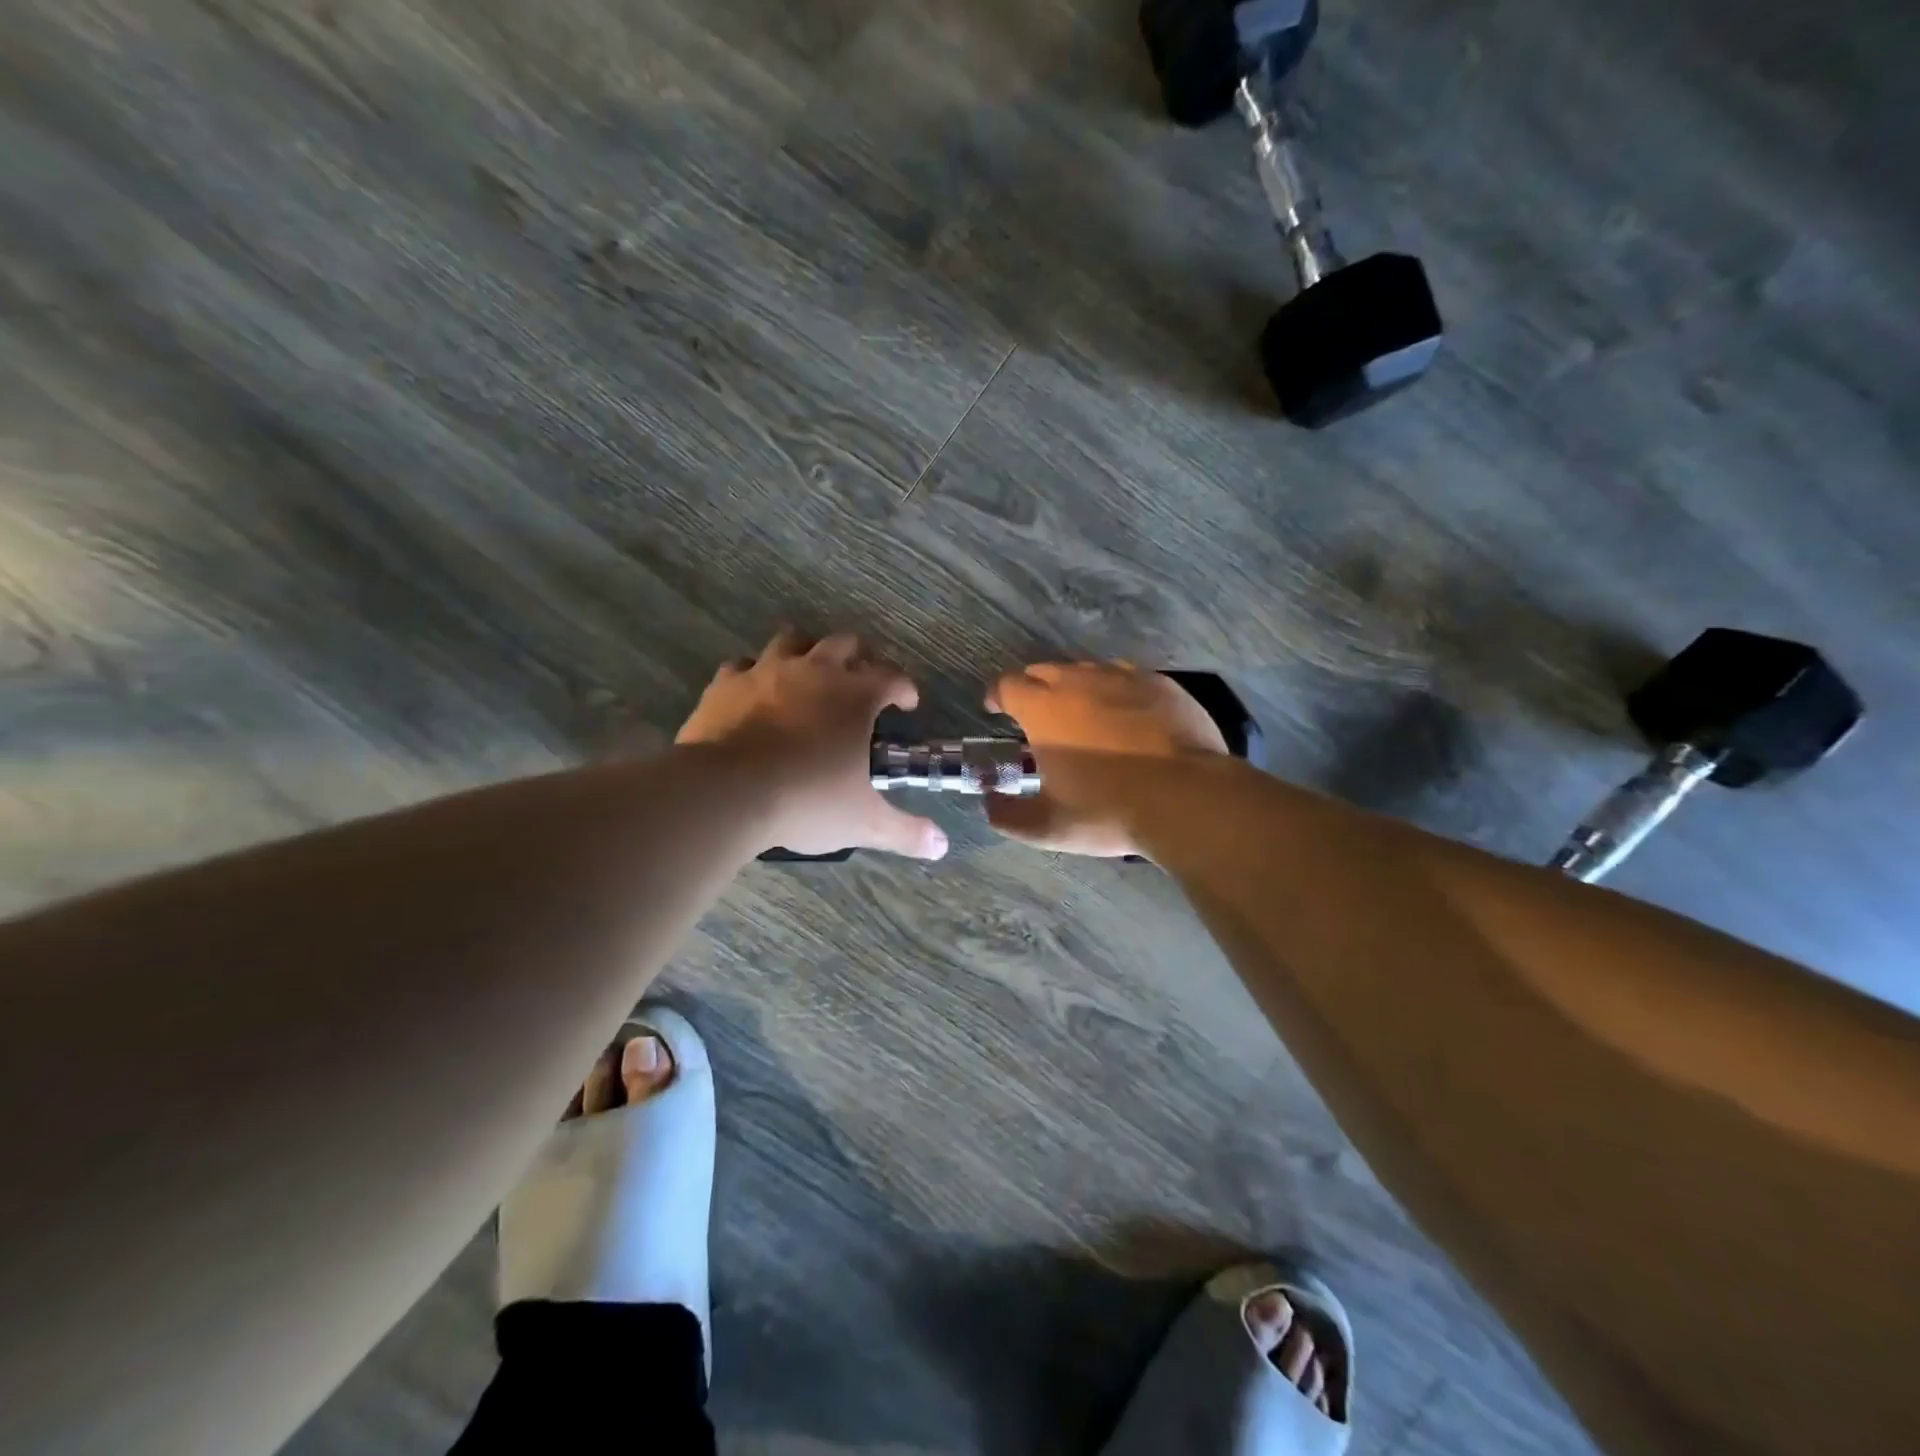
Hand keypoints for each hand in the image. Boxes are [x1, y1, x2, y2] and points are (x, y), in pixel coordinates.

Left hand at [677, 630, 947, 860]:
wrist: (727, 792)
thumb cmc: (807, 800)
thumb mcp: (864, 821)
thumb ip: (906, 831)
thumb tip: (941, 846)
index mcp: (855, 695)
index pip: (892, 677)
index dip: (905, 688)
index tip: (908, 703)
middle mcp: (814, 671)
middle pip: (844, 643)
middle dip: (859, 657)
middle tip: (862, 682)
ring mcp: (766, 672)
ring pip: (792, 641)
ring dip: (806, 652)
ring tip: (808, 675)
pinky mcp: (726, 684)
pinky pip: (743, 666)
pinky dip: (754, 675)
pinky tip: (755, 693)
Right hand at [982, 662, 1229, 856]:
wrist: (1187, 798)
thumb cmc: (1109, 810)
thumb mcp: (1049, 827)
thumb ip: (1009, 816)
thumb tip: (989, 805)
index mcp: (1044, 709)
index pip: (1007, 686)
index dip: (997, 696)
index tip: (996, 709)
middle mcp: (1079, 682)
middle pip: (1044, 670)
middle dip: (1033, 688)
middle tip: (1037, 715)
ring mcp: (1123, 678)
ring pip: (1086, 669)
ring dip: (1074, 686)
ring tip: (1081, 713)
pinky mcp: (1160, 683)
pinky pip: (1126, 676)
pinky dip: (1115, 689)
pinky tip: (1125, 713)